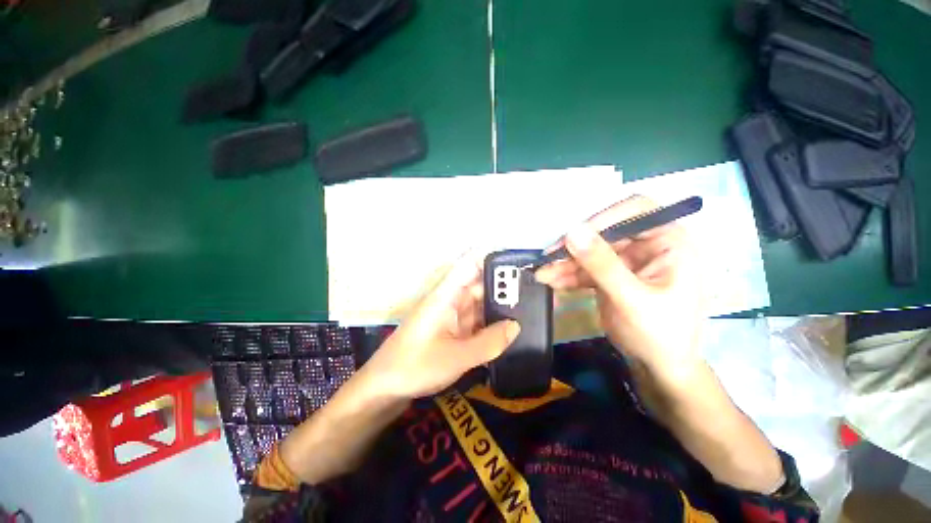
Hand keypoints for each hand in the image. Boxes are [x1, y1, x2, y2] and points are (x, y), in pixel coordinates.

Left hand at [361, 253, 520, 399]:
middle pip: (479, 283)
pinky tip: (508, 327)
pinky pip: (476, 319)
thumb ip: (489, 342)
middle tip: (533, 290)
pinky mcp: (452, 329)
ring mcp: (451, 315)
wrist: (385, 387)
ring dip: (498, 304)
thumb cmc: (415, 366)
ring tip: (528, 307)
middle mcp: (450, 299)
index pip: (469, 264)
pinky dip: (490, 321)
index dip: (491, 258)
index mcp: (446, 295)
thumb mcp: (456, 357)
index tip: (518, 263)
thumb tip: (516, 326)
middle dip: (503, 285)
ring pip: (479, 302)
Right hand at [535, 196, 705, 381]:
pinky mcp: (610, 275)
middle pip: (604, 233)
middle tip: (548, 257)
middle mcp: (647, 246)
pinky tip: (552, 282)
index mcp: (668, 242)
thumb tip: (573, 232)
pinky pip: (585, 269)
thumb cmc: (660, 333)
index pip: (636, 210)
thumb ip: (602, 265)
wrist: (659, 367)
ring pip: (590, 252)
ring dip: (565, 263)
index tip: (575, 233)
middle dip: (575, 247)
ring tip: (542, 274)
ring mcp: (626, 261)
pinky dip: (568, 275)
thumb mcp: (631, 299)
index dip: (605, 217)